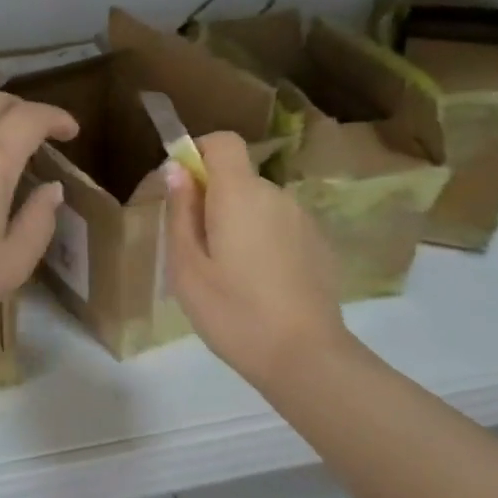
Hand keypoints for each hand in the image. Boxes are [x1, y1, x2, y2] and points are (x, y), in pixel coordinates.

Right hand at [165, 132, 353, 391]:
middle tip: (195, 249)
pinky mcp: (319, 244)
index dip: (198, 153)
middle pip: (238, 176)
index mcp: (240, 194)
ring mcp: (303, 219)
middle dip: (213, 198)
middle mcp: (276, 195)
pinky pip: (279, 226)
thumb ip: (181, 213)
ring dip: (238, 222)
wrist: (305, 356)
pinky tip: (259, 285)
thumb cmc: (233, 312)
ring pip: (259, 204)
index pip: (222, 141)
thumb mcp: (187, 268)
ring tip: (227, 274)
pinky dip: (263, 240)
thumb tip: (177, 171)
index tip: (181, 188)